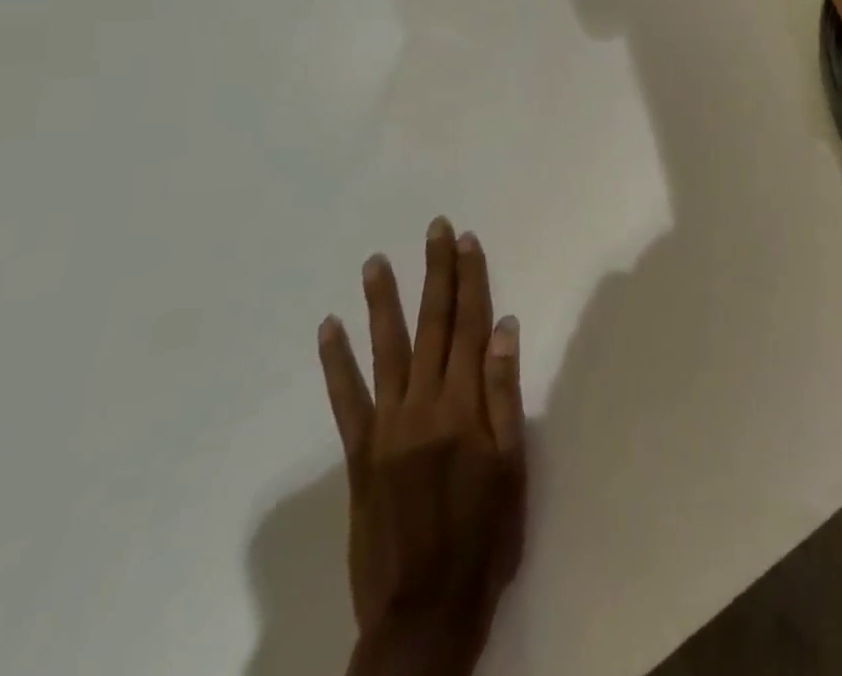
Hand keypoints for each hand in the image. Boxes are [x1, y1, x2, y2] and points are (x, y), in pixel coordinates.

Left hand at [318, 219, 526, 675]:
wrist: (424, 612)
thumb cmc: (484, 537)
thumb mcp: (512, 467)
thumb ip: (504, 393)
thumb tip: (504, 326)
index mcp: (465, 406)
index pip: (471, 326)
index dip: (471, 280)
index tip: (467, 241)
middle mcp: (424, 405)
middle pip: (433, 326)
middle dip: (436, 273)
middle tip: (434, 230)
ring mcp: (387, 427)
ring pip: (386, 350)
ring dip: (383, 302)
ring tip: (375, 262)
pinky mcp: (360, 454)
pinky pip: (345, 399)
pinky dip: (336, 362)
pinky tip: (329, 328)